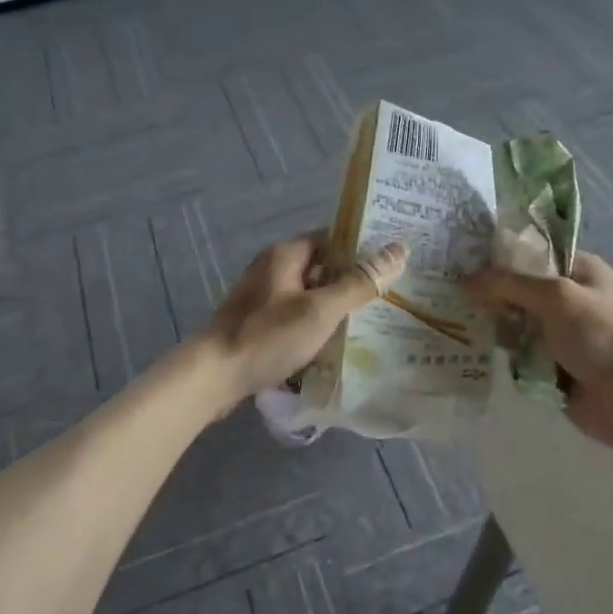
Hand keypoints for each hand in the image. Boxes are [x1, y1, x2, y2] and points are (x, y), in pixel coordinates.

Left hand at [201, 233, 406, 410]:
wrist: (213, 375)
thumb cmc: (268, 337)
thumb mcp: (321, 309)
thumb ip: (359, 283)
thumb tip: (399, 250)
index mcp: (285, 254)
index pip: (331, 238)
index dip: (361, 247)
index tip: (391, 262)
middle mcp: (271, 267)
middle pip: (320, 265)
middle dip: (351, 278)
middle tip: (388, 293)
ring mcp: (260, 295)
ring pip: (307, 292)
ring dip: (333, 303)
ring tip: (369, 318)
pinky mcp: (256, 321)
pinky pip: (293, 313)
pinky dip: (314, 321)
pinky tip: (333, 339)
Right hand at [463, 251, 612, 449]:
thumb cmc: (599, 336)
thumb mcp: (554, 297)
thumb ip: (508, 284)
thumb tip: (464, 282)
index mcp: (581, 270)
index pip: (534, 251)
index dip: (502, 254)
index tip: (465, 259)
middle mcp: (571, 297)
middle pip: (520, 288)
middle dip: (493, 293)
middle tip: (455, 294)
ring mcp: (562, 332)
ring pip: (516, 321)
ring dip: (497, 325)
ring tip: (461, 322)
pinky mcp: (553, 363)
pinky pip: (520, 351)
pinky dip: (505, 352)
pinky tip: (477, 348)